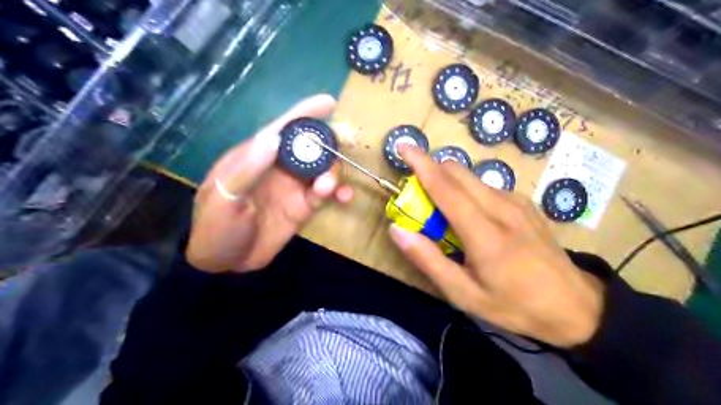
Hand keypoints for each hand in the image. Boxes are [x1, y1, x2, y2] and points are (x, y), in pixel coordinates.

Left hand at [187, 93, 353, 273]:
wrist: (225, 262)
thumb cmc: (216, 226)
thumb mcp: (224, 197)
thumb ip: (248, 168)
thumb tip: (274, 138)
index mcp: (255, 156)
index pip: (282, 129)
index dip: (304, 113)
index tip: (328, 102)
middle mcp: (278, 167)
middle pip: (308, 147)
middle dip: (326, 145)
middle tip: (340, 150)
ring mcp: (293, 187)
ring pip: (321, 169)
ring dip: (332, 172)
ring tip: (326, 188)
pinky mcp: (303, 207)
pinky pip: (326, 194)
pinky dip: (338, 192)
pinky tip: (344, 197)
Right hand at [390, 145, 603, 347]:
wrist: (574, 305)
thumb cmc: (514, 305)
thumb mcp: (464, 294)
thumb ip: (428, 260)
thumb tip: (397, 230)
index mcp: (485, 233)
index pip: (446, 188)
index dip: (421, 164)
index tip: (402, 146)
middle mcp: (502, 208)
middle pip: (458, 172)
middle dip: (432, 172)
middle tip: (419, 198)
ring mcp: (517, 202)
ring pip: (472, 178)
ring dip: (450, 184)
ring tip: (446, 216)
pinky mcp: (525, 203)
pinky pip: (487, 187)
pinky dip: (469, 192)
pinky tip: (474, 219)